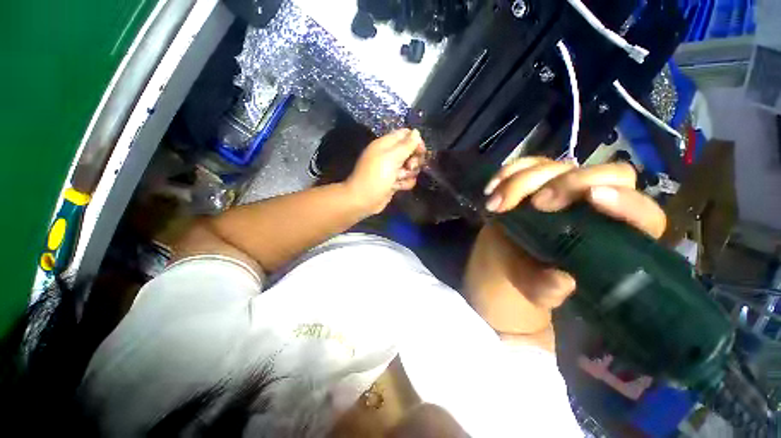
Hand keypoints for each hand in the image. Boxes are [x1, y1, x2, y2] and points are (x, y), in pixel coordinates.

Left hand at [346, 129, 426, 214]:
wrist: (364, 200)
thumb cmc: (376, 176)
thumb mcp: (392, 157)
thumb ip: (406, 145)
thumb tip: (417, 132)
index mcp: (386, 144)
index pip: (406, 134)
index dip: (416, 141)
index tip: (421, 151)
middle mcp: (390, 155)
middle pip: (411, 151)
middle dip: (414, 160)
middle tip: (409, 167)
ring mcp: (392, 169)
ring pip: (411, 167)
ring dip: (409, 174)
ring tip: (398, 179)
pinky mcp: (394, 182)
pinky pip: (407, 179)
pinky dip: (404, 184)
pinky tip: (397, 187)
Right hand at [464, 157, 665, 348]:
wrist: (503, 259)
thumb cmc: (528, 276)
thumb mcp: (537, 289)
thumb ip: (548, 289)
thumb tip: (563, 281)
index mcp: (611, 236)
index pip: (642, 213)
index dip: (626, 201)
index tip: (592, 197)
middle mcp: (593, 204)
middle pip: (605, 174)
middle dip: (567, 183)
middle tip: (535, 204)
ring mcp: (562, 188)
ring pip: (556, 166)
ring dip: (521, 182)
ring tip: (495, 206)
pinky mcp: (535, 181)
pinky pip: (525, 165)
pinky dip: (506, 173)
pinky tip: (491, 189)